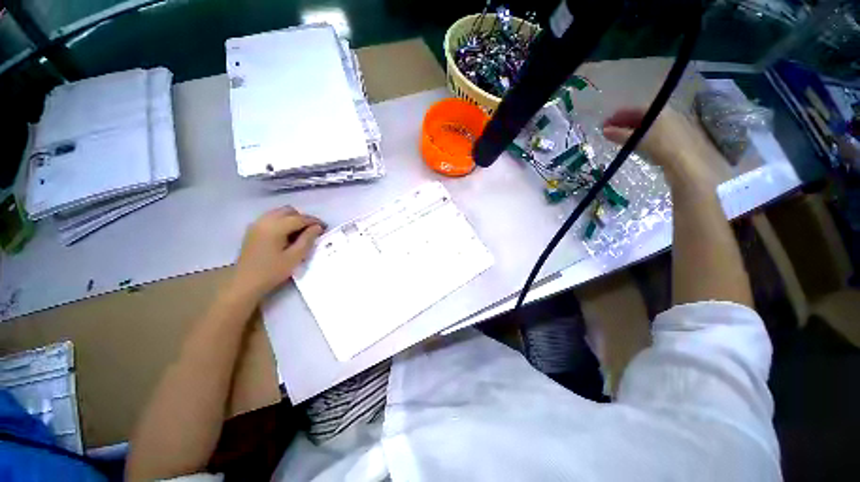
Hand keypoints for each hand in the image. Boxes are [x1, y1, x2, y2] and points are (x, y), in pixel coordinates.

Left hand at [230, 207, 324, 300]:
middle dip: (303, 218)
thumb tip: (317, 227)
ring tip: (302, 232)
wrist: (245, 283)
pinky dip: (282, 221)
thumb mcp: (295, 257)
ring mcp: (257, 224)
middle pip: (289, 211)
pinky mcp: (253, 230)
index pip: (300, 218)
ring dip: (293, 219)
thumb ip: (308, 239)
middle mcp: (265, 220)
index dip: (314, 221)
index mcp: (275, 227)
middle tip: (313, 230)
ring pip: (279, 213)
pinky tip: (287, 235)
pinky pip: (271, 218)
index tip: (325, 227)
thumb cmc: (272, 271)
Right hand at [602, 107, 720, 189]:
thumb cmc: (664, 145)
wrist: (689, 164)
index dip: (620, 115)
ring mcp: (672, 131)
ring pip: (647, 129)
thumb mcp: (640, 138)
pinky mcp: (673, 145)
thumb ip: (621, 135)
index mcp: (662, 111)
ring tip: (617, 140)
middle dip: (624, 124)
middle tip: (608, 131)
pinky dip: (640, 141)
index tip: (606, 122)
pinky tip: (633, 147)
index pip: (637, 109)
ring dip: (631, 133)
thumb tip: (604, 131)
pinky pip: (652, 139)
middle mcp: (668, 117)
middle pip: (642, 119)